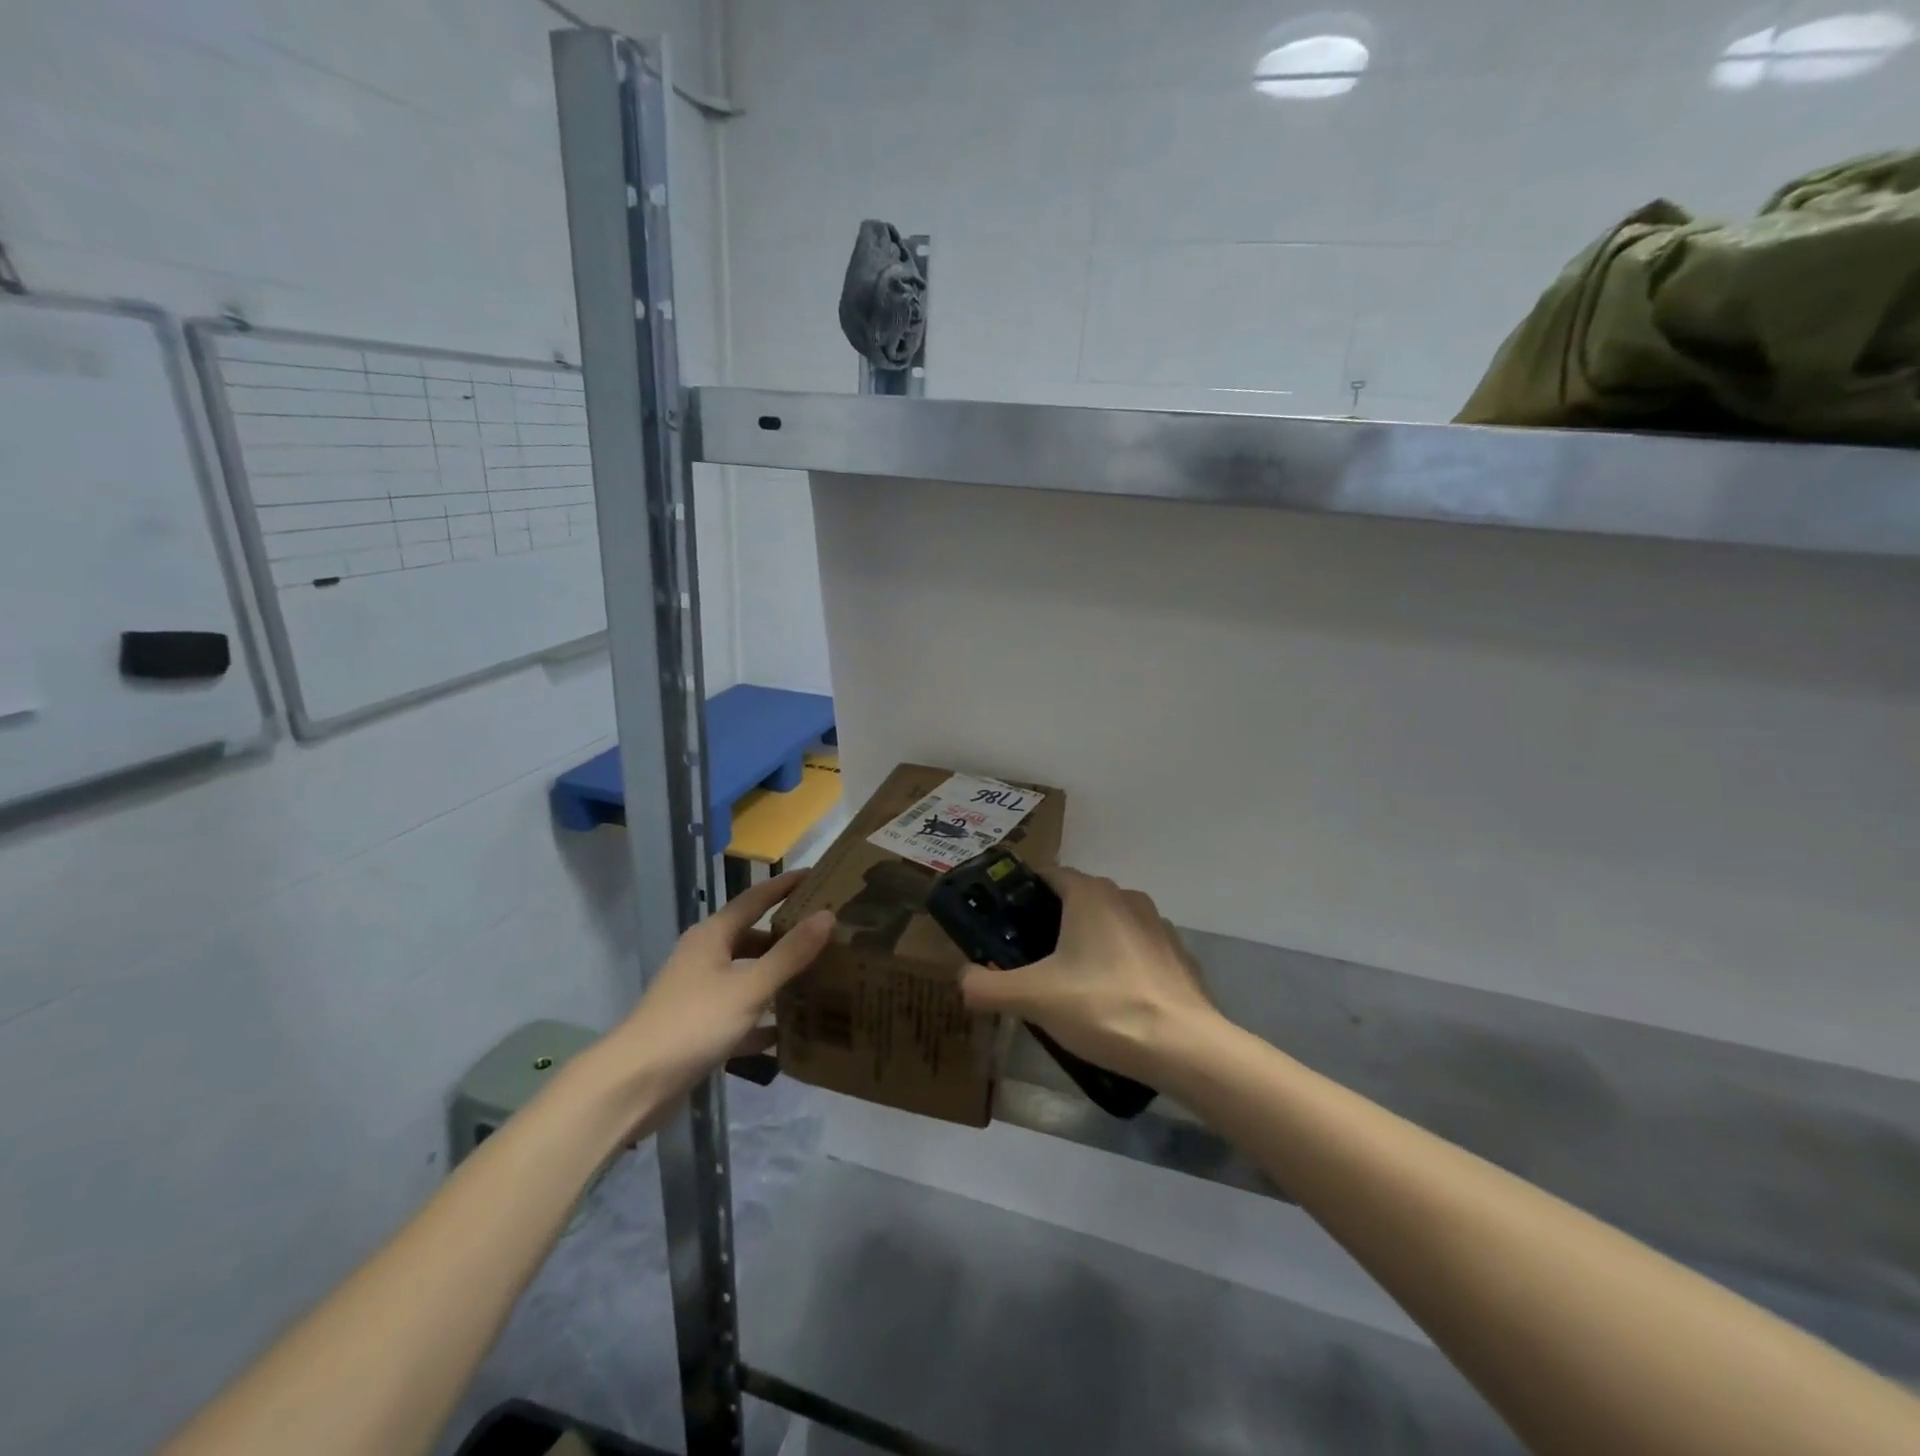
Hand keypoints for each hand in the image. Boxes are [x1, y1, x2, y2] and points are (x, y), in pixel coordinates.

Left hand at [600, 869, 832, 1096]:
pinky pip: (739, 1015)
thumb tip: (827, 915)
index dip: (785, 886)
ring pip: (746, 976)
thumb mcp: (749, 987)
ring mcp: (698, 993)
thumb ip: (790, 954)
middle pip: (752, 938)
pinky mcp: (697, 1028)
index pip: (755, 899)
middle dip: (786, 937)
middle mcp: (704, 957)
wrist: (633, 1085)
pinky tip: (788, 1033)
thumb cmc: (693, 1023)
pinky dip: (761, 1020)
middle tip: (827, 935)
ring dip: (777, 978)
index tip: (817, 876)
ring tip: (818, 978)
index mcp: (713, 936)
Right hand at [957, 867, 1219, 1083]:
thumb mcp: (1033, 999)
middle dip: (1051, 922)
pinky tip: (1111, 1001)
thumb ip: (987, 986)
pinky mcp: (1178, 956)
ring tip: (1068, 984)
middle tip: (1028, 959)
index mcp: (1090, 894)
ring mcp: (1158, 926)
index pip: (1048, 874)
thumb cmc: (1103, 1007)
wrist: (1184, 1047)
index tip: (1003, 922)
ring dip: (1088, 944)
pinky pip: (1137, 951)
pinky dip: (1120, 965)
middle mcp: (1126, 898)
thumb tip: (962, 980)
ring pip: (1109, 924)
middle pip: (1078, 899)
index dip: (1021, 894)